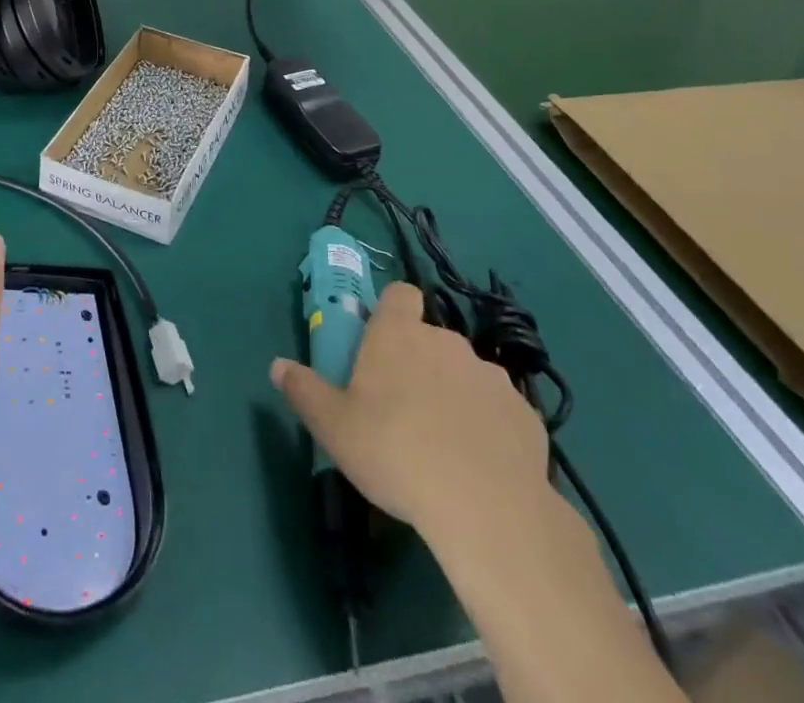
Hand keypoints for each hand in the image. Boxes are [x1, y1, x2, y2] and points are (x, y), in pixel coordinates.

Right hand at [269, 280, 549, 552]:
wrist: (487, 507)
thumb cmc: (395, 452)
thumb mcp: (333, 426)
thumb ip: (304, 390)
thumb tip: (278, 365)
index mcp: (399, 335)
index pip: (400, 294)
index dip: (392, 312)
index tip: (381, 343)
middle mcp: (446, 342)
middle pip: (430, 338)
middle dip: (418, 362)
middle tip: (402, 408)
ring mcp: (490, 376)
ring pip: (465, 373)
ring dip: (454, 394)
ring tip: (443, 443)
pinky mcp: (525, 414)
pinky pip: (498, 410)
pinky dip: (488, 427)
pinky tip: (479, 465)